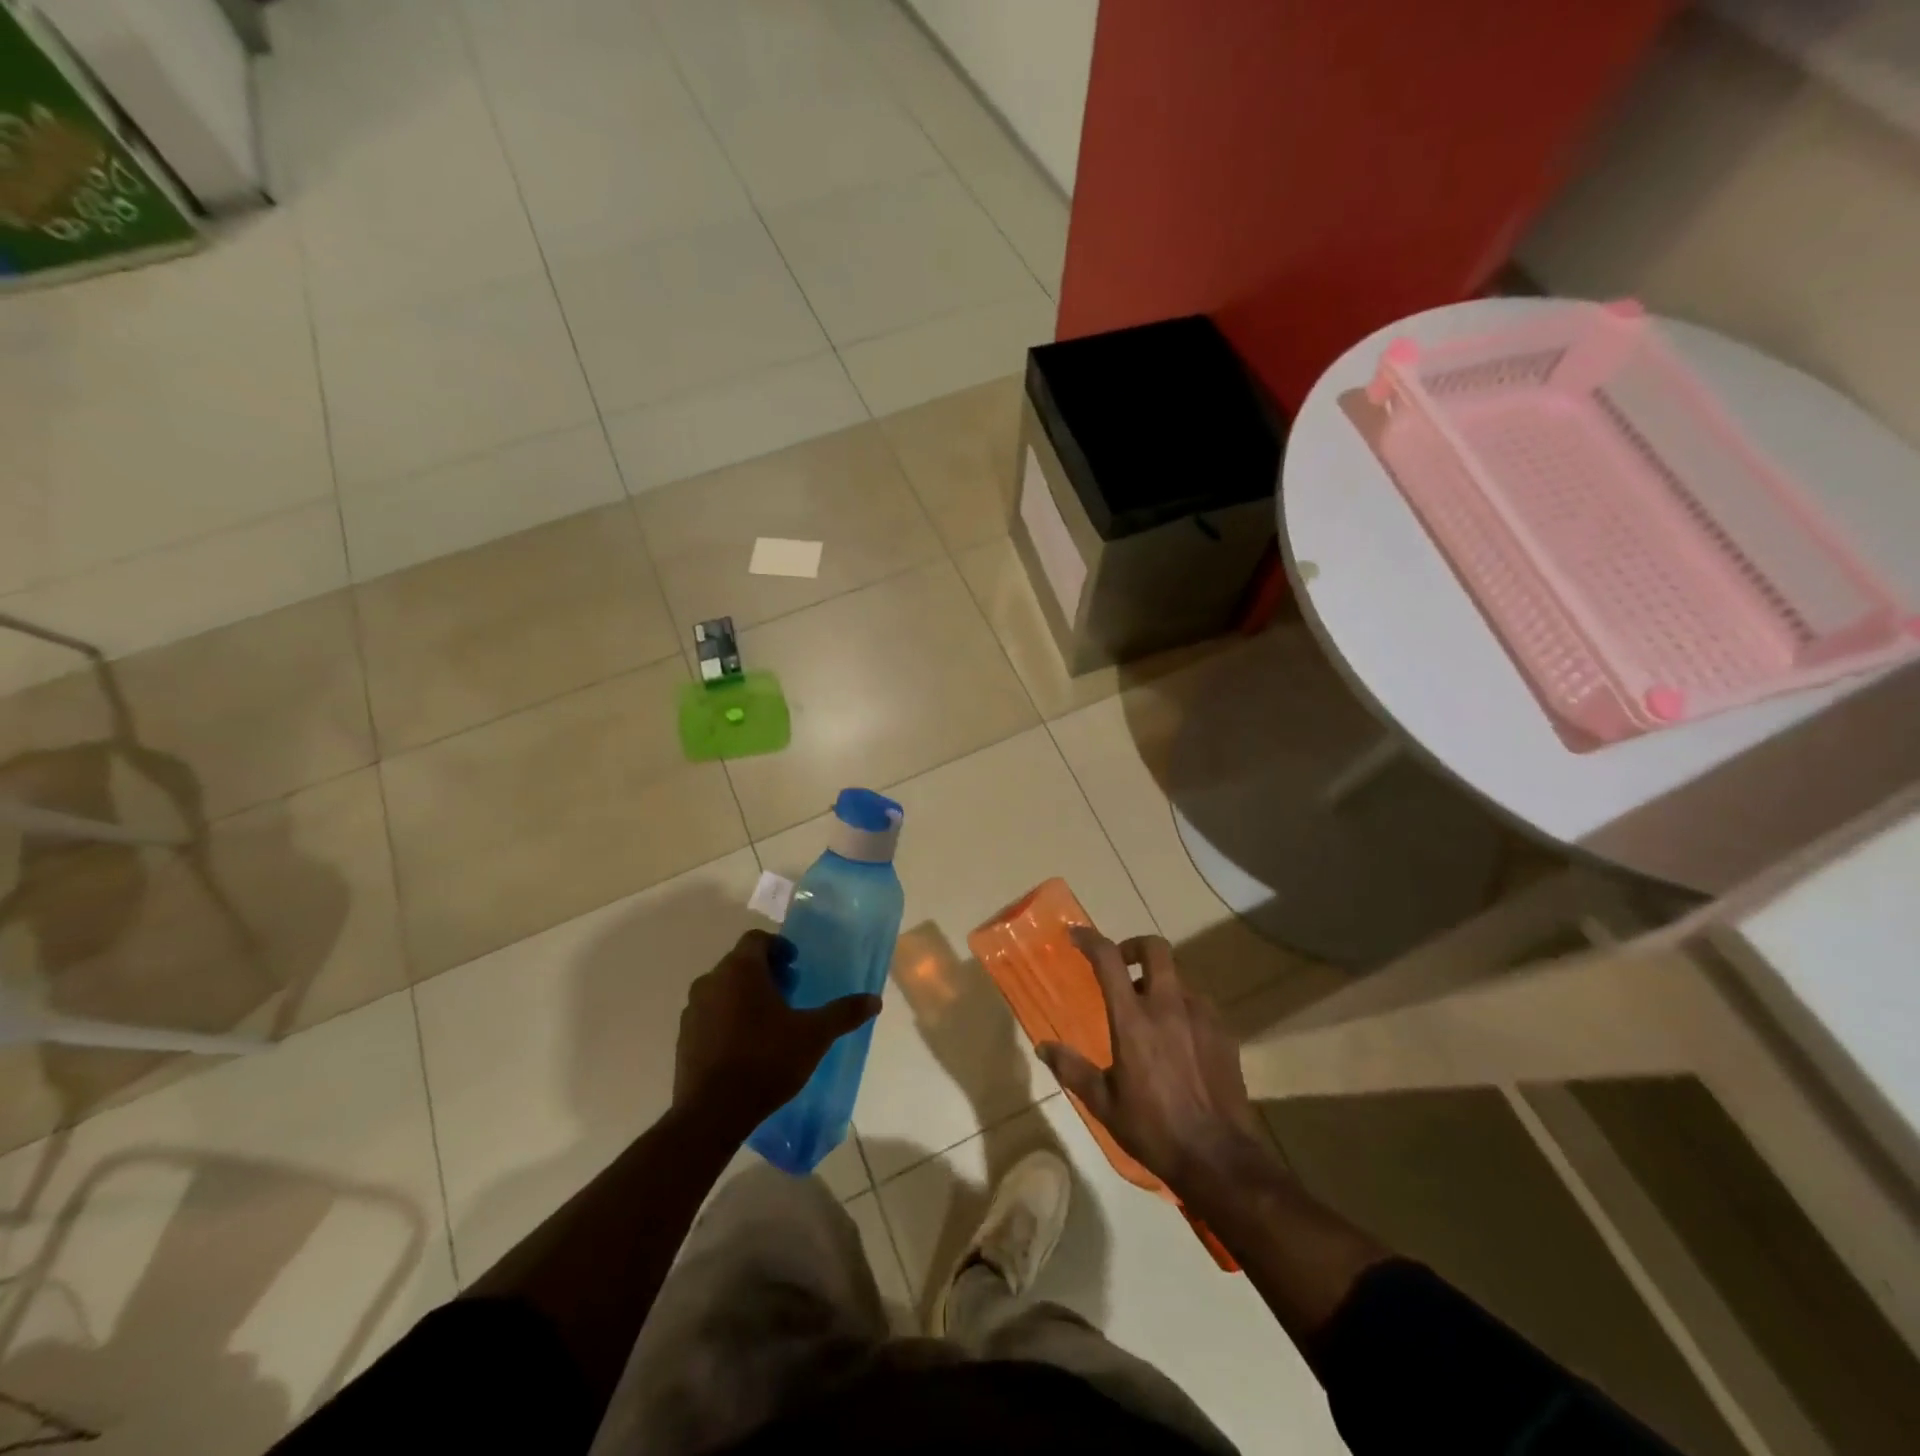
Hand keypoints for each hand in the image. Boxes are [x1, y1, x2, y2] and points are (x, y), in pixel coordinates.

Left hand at [673, 930, 879, 1137]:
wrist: (712, 1113)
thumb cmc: (766, 1061)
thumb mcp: (814, 1035)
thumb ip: (843, 1013)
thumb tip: (875, 1000)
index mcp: (741, 970)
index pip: (757, 939)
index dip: (778, 947)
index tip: (795, 967)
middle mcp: (712, 981)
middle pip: (739, 963)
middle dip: (764, 972)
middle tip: (788, 993)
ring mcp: (693, 1010)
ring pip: (722, 989)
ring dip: (743, 995)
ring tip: (767, 1021)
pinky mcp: (684, 1038)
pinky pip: (709, 1015)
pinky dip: (726, 1019)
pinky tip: (744, 1046)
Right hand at [1038, 929, 1278, 1202]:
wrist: (1219, 1159)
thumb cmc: (1153, 1129)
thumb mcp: (1103, 1103)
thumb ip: (1072, 1068)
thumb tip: (1042, 1047)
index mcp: (1133, 1020)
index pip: (1109, 960)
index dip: (1090, 939)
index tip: (1076, 935)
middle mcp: (1168, 1006)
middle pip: (1154, 948)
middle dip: (1133, 947)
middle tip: (1121, 967)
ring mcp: (1200, 1016)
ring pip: (1178, 975)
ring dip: (1159, 980)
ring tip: (1149, 1009)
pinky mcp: (1223, 1031)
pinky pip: (1198, 1001)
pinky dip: (1181, 1005)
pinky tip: (1177, 1035)